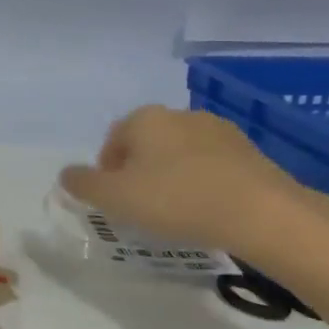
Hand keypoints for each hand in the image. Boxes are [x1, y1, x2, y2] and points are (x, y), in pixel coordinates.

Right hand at [59, 105, 306, 257]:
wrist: (262, 213)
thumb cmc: (176, 199)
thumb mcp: (115, 198)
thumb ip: (83, 184)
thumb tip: (66, 175)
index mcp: (144, 119)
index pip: (113, 140)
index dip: (107, 172)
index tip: (115, 201)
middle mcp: (179, 115)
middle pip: (147, 144)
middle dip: (140, 171)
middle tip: (142, 207)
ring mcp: (219, 131)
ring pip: (180, 154)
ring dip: (172, 176)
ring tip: (177, 212)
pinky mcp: (250, 152)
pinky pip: (212, 166)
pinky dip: (203, 183)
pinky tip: (208, 210)